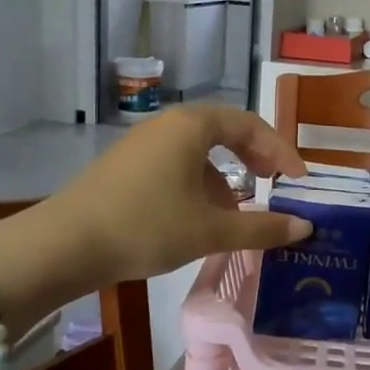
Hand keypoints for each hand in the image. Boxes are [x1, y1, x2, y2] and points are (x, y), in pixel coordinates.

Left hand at [25, 105, 310, 285]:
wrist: (65, 245)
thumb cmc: (146, 227)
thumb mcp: (210, 231)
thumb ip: (262, 228)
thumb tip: (305, 228)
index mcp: (192, 126)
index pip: (250, 124)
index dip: (280, 151)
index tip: (299, 182)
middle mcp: (167, 125)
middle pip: (224, 132)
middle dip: (254, 159)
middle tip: (273, 185)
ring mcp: (142, 144)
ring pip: (198, 152)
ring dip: (225, 177)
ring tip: (236, 214)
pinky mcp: (125, 166)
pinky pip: (175, 165)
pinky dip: (198, 185)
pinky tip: (197, 219)